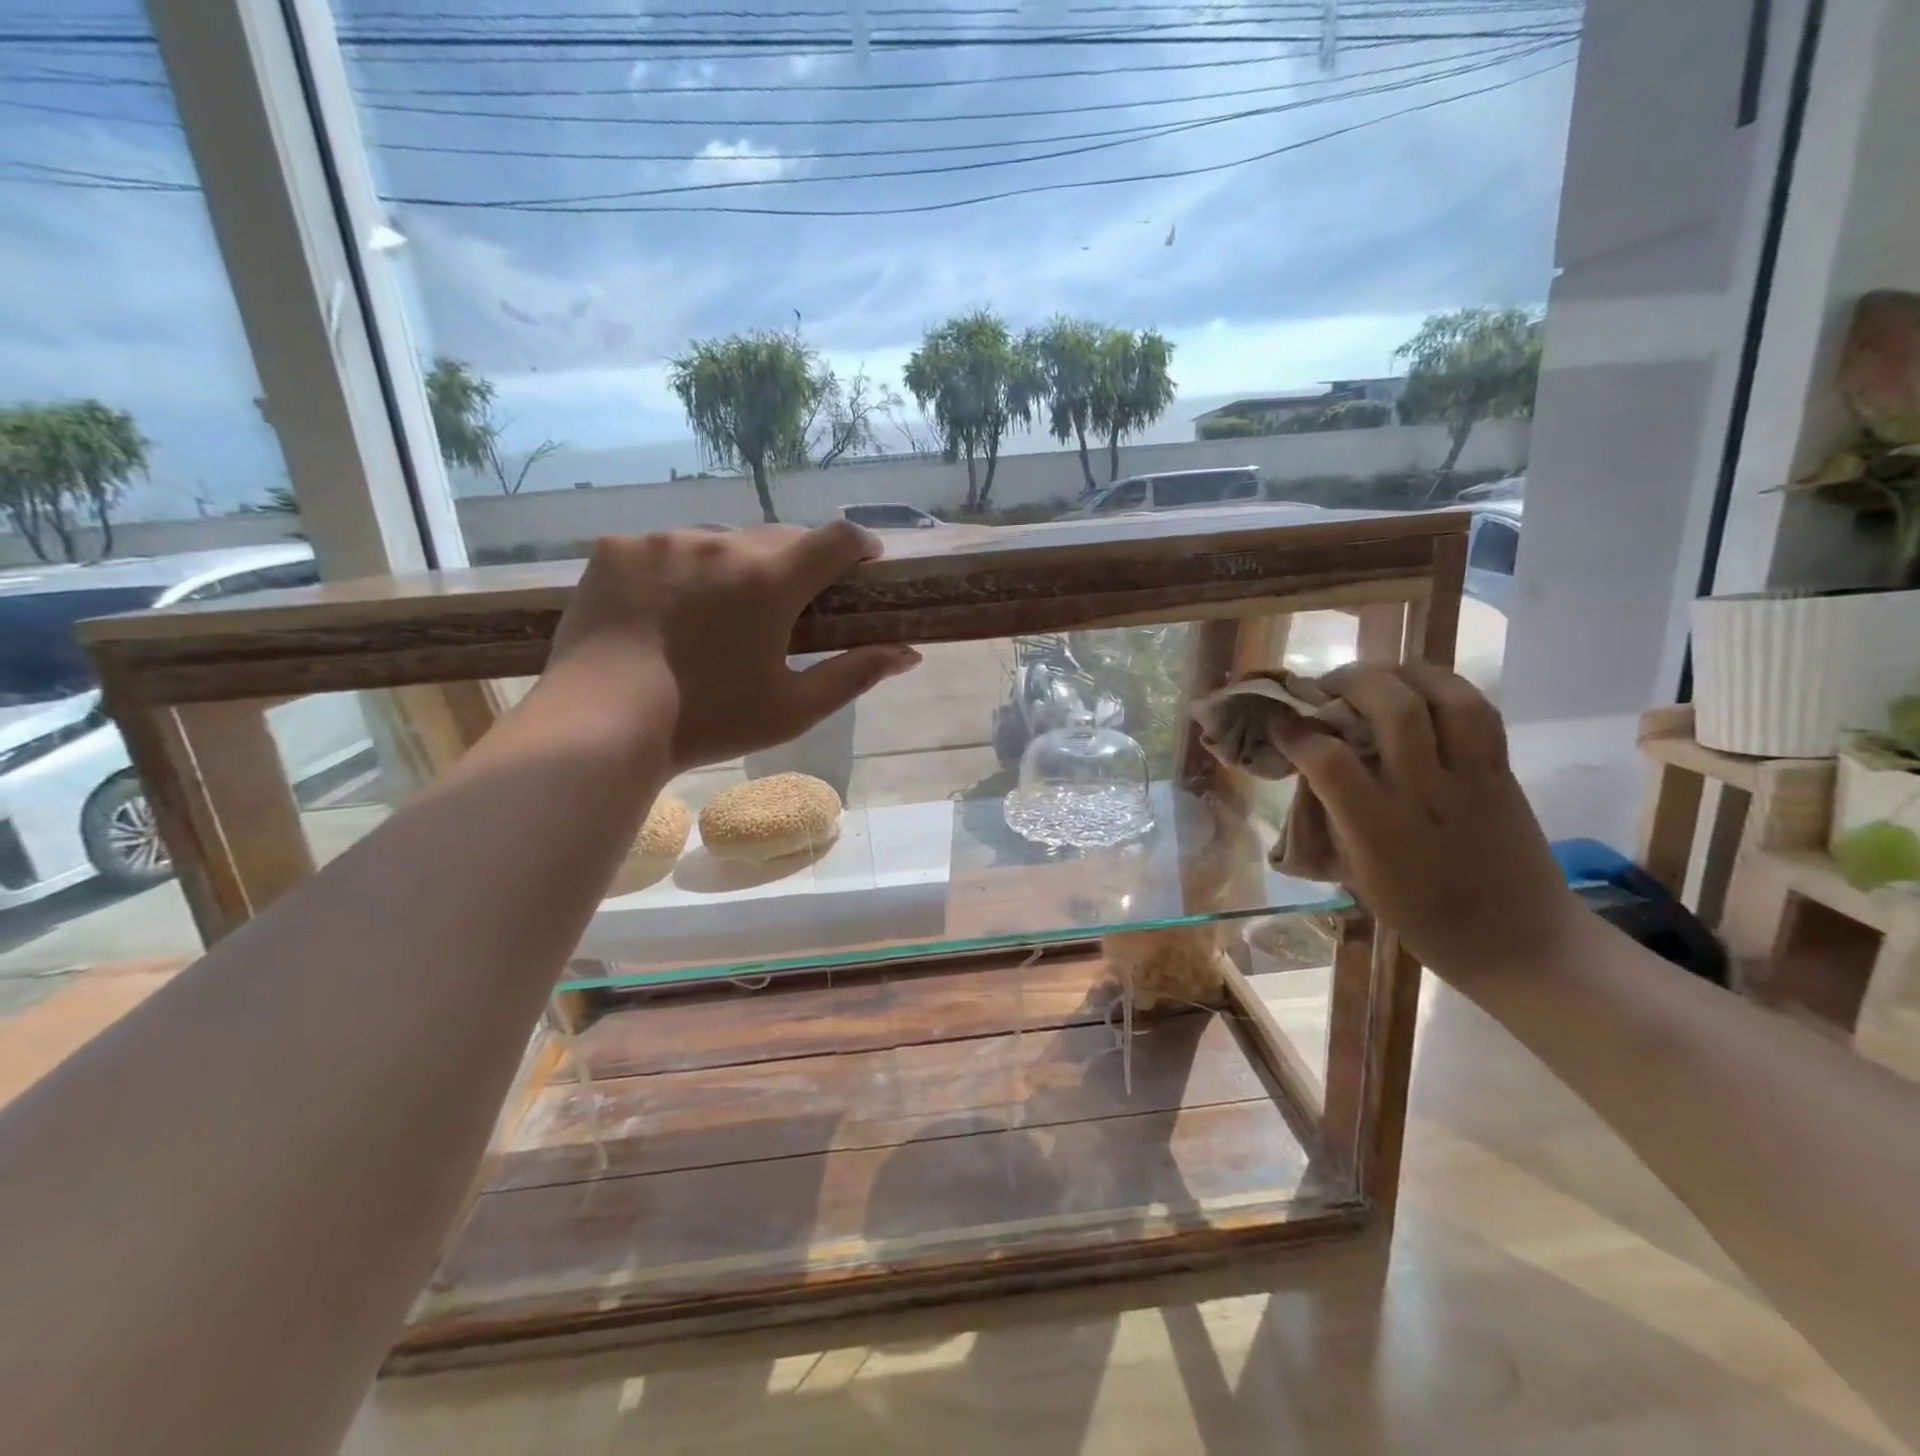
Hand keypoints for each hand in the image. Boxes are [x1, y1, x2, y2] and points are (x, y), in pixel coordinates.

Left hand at [548, 523, 921, 772]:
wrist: (600, 726)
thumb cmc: (708, 722)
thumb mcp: (793, 709)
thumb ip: (855, 674)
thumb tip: (909, 654)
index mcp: (770, 581)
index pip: (837, 538)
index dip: (860, 547)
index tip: (863, 565)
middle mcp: (721, 545)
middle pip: (779, 537)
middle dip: (795, 564)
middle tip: (787, 605)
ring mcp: (663, 541)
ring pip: (720, 541)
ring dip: (734, 566)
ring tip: (718, 612)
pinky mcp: (617, 548)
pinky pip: (665, 548)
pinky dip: (678, 571)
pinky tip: (665, 610)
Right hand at [1271, 663, 1584, 983]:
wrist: (1520, 941)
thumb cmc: (1423, 917)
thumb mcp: (1358, 875)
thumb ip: (1335, 816)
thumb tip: (1310, 767)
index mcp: (1380, 831)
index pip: (1328, 760)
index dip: (1295, 731)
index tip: (1279, 722)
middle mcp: (1426, 794)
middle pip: (1392, 708)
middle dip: (1350, 681)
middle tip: (1327, 686)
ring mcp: (1471, 778)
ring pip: (1445, 696)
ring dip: (1403, 672)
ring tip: (1377, 677)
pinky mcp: (1503, 772)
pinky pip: (1478, 710)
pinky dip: (1444, 688)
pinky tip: (1420, 691)